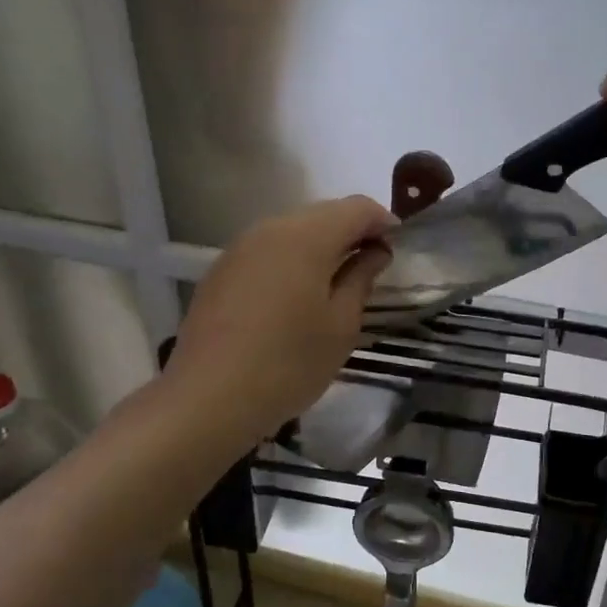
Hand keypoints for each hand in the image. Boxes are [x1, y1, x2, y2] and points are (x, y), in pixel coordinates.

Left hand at [165, 196, 395, 439]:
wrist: (208, 398)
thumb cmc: (289, 363)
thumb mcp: (341, 325)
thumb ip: (361, 278)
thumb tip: (374, 251)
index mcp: (306, 236)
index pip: (356, 208)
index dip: (382, 222)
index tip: (397, 247)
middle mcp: (270, 229)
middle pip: (323, 213)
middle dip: (352, 231)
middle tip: (371, 265)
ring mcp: (240, 248)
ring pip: (292, 230)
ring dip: (320, 246)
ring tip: (336, 281)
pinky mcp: (221, 271)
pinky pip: (267, 251)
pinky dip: (291, 260)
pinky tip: (296, 295)